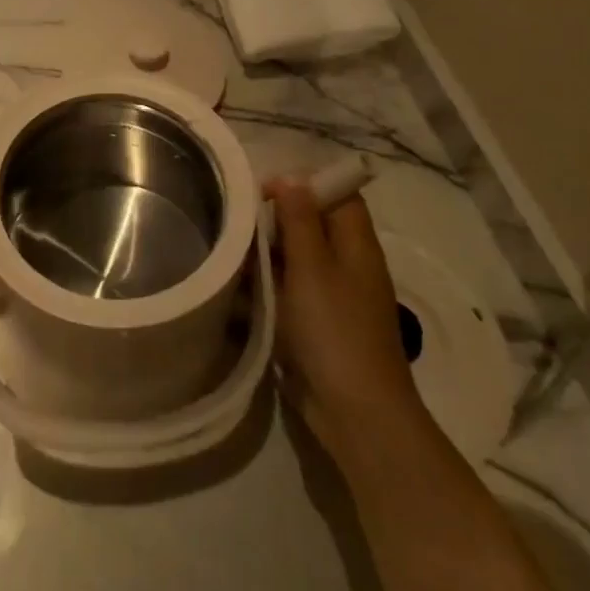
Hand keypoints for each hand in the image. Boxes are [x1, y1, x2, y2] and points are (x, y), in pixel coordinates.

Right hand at [268, 177, 428, 466]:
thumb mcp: (311, 266)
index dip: (304, 184)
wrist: (356, 412)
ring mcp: (336, 297)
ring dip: (268, 256)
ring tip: (232, 255)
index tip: (263, 191)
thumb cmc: (334, 330)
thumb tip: (292, 178)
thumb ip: (299, 219)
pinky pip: (291, 292)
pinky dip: (269, 287)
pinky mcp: (320, 325)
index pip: (338, 194)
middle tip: (239, 223)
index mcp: (357, 244)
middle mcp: (350, 264)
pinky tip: (239, 291)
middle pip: (315, 224)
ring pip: (298, 259)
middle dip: (277, 220)